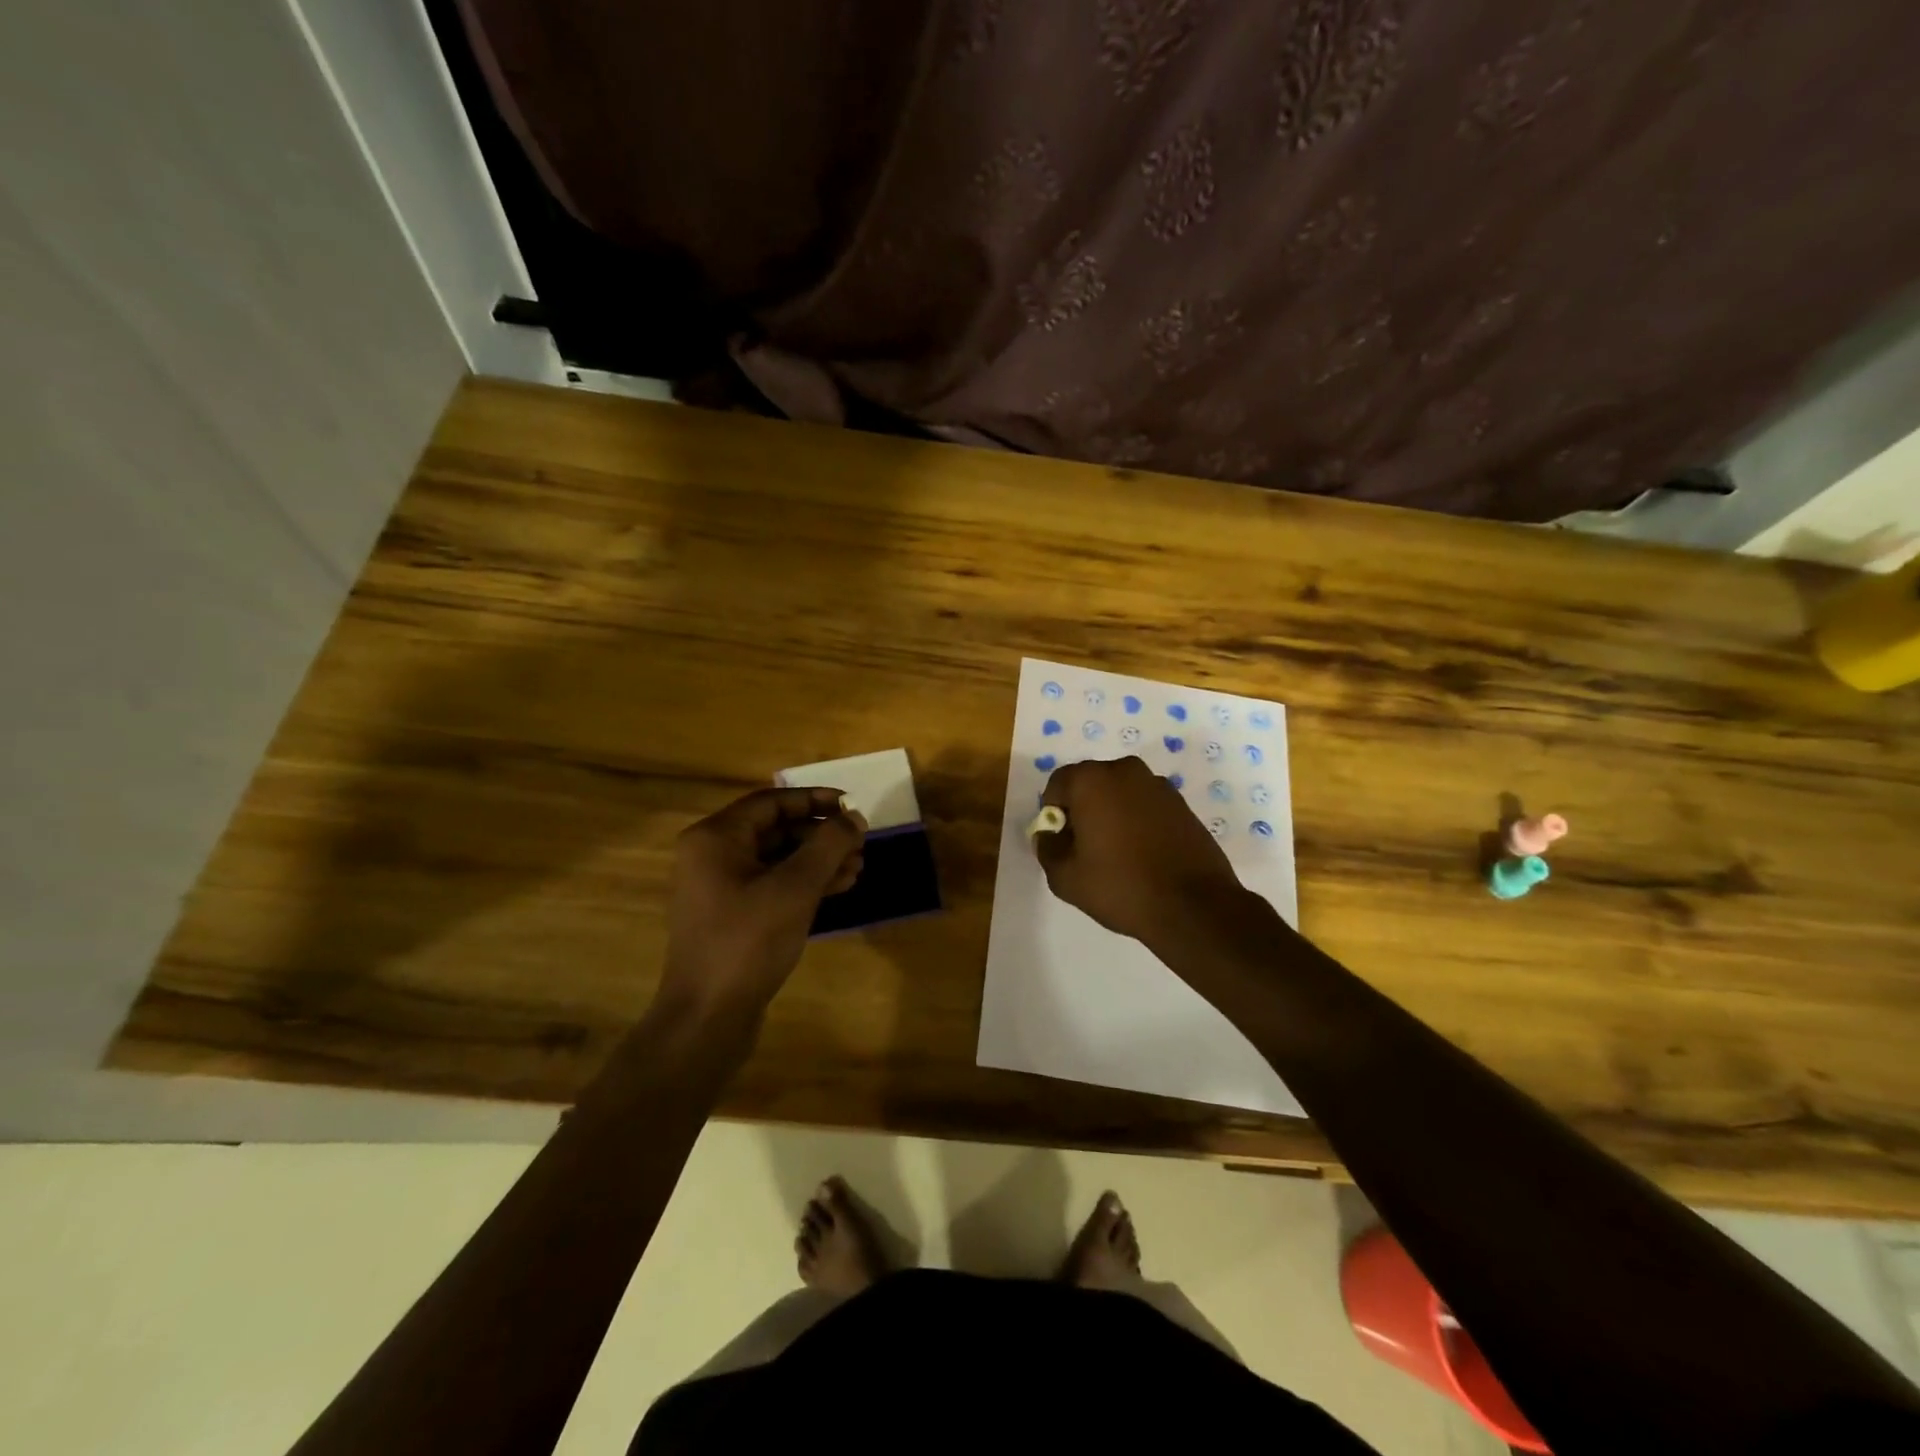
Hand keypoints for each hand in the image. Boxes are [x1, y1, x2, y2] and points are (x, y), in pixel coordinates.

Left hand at [658, 787, 866, 1022]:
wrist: (708, 1017)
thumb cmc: (748, 941)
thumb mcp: (795, 887)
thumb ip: (828, 845)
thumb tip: (854, 817)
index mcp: (715, 838)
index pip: (772, 802)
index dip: (815, 800)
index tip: (852, 805)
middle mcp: (712, 856)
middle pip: (775, 830)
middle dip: (821, 835)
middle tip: (860, 843)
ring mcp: (719, 888)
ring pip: (777, 859)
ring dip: (818, 860)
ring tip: (858, 867)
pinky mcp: (731, 916)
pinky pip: (772, 885)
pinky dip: (804, 884)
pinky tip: (839, 888)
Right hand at [1034, 756, 1246, 946]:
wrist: (1194, 906)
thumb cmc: (1121, 886)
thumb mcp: (1065, 877)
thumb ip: (1047, 848)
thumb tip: (1049, 835)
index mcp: (1092, 780)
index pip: (1057, 784)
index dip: (1054, 813)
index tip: (1063, 843)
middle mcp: (1125, 771)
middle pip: (1090, 784)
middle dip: (1082, 810)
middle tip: (1086, 849)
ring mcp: (1158, 785)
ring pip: (1119, 793)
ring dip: (1111, 814)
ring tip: (1117, 854)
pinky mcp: (1182, 804)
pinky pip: (1145, 805)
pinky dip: (1137, 821)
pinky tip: (1143, 855)